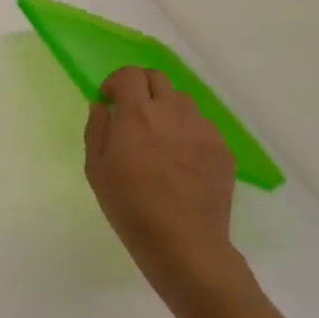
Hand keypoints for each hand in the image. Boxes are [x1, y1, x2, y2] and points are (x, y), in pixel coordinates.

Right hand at [84, 66, 246, 304]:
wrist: (184, 243)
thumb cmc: (130, 206)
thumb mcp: (96, 168)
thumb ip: (97, 129)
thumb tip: (102, 106)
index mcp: (137, 114)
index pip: (130, 74)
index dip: (116, 82)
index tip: (109, 101)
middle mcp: (172, 113)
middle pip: (158, 78)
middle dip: (141, 87)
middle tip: (132, 113)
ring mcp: (202, 130)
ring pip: (182, 101)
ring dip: (165, 107)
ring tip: (158, 136)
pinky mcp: (222, 150)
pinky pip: (201, 126)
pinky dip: (187, 130)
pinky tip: (180, 159)